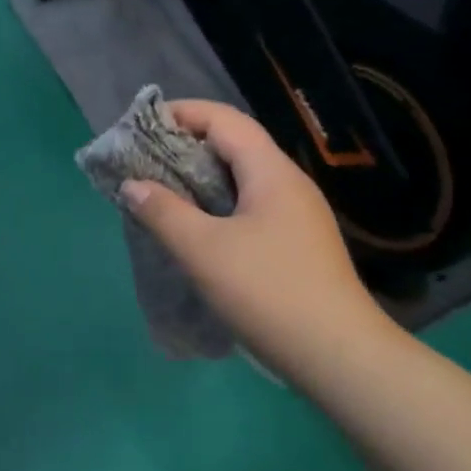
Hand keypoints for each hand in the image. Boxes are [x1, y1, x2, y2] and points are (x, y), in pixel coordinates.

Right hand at [118, 100, 401, 382]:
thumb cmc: (268, 291)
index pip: (224, 119)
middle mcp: (288, 184)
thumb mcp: (204, 250)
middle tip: (144, 162)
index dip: (182, 113)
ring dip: (200, 179)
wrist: (338, 356)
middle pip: (233, 146)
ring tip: (161, 194)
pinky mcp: (297, 244)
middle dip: (186, 146)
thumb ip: (164, 212)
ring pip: (241, 180)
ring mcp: (297, 216)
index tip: (141, 126)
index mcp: (271, 172)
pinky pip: (249, 208)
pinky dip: (216, 206)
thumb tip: (132, 185)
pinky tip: (196, 230)